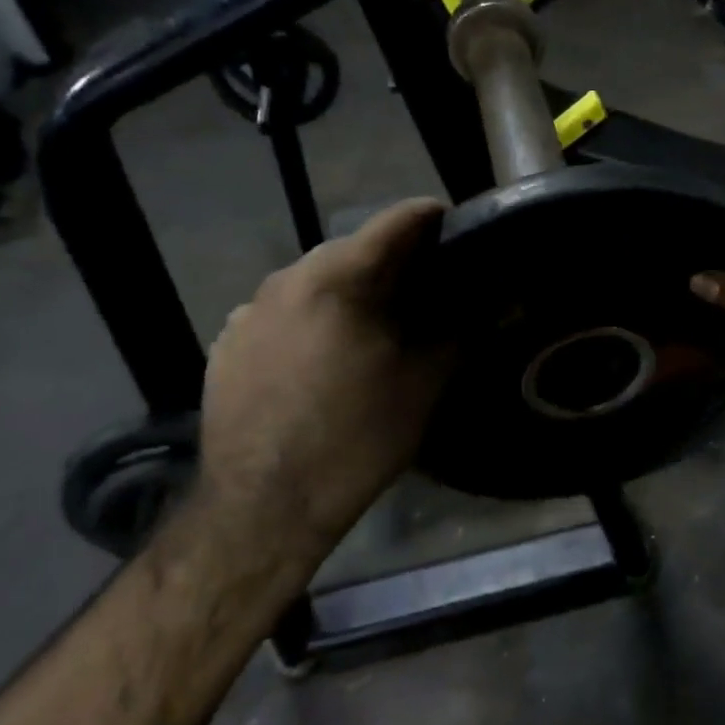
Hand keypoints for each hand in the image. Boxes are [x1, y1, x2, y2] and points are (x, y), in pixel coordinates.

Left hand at [197, 198, 450, 562]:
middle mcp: (286, 279)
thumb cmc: (357, 438)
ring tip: (375, 326)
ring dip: (349, 291)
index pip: (397, 221)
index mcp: (338, 278)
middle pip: (352, 250)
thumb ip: (462, 331)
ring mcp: (248, 311)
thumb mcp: (424, 383)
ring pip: (313, 282)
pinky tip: (325, 358)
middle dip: (392, 261)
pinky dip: (312, 319)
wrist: (264, 506)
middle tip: (426, 289)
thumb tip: (500, 301)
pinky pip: (281, 313)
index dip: (434, 219)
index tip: (460, 230)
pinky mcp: (225, 344)